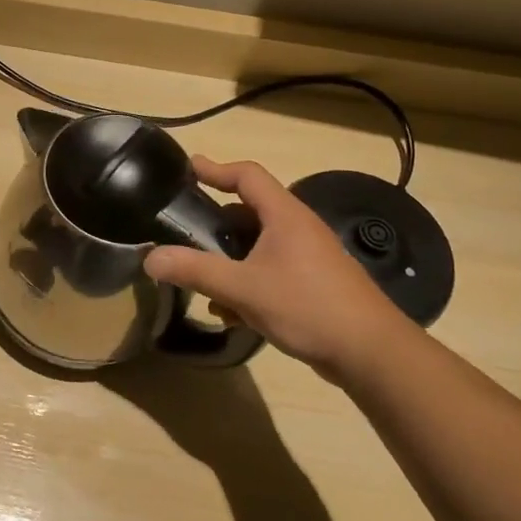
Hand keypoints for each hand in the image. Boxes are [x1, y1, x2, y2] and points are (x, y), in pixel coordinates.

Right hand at [144, 157, 409, 382]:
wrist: (371, 352)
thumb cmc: (307, 307)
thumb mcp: (243, 288)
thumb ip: (195, 270)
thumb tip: (150, 258)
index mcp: (285, 216)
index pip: (247, 175)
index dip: (216, 168)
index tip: (187, 168)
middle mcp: (298, 229)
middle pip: (249, 211)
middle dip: (215, 222)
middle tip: (184, 231)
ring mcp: (308, 257)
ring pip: (258, 245)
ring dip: (229, 259)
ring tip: (201, 277)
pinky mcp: (313, 284)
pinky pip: (271, 270)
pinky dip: (247, 281)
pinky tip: (230, 312)